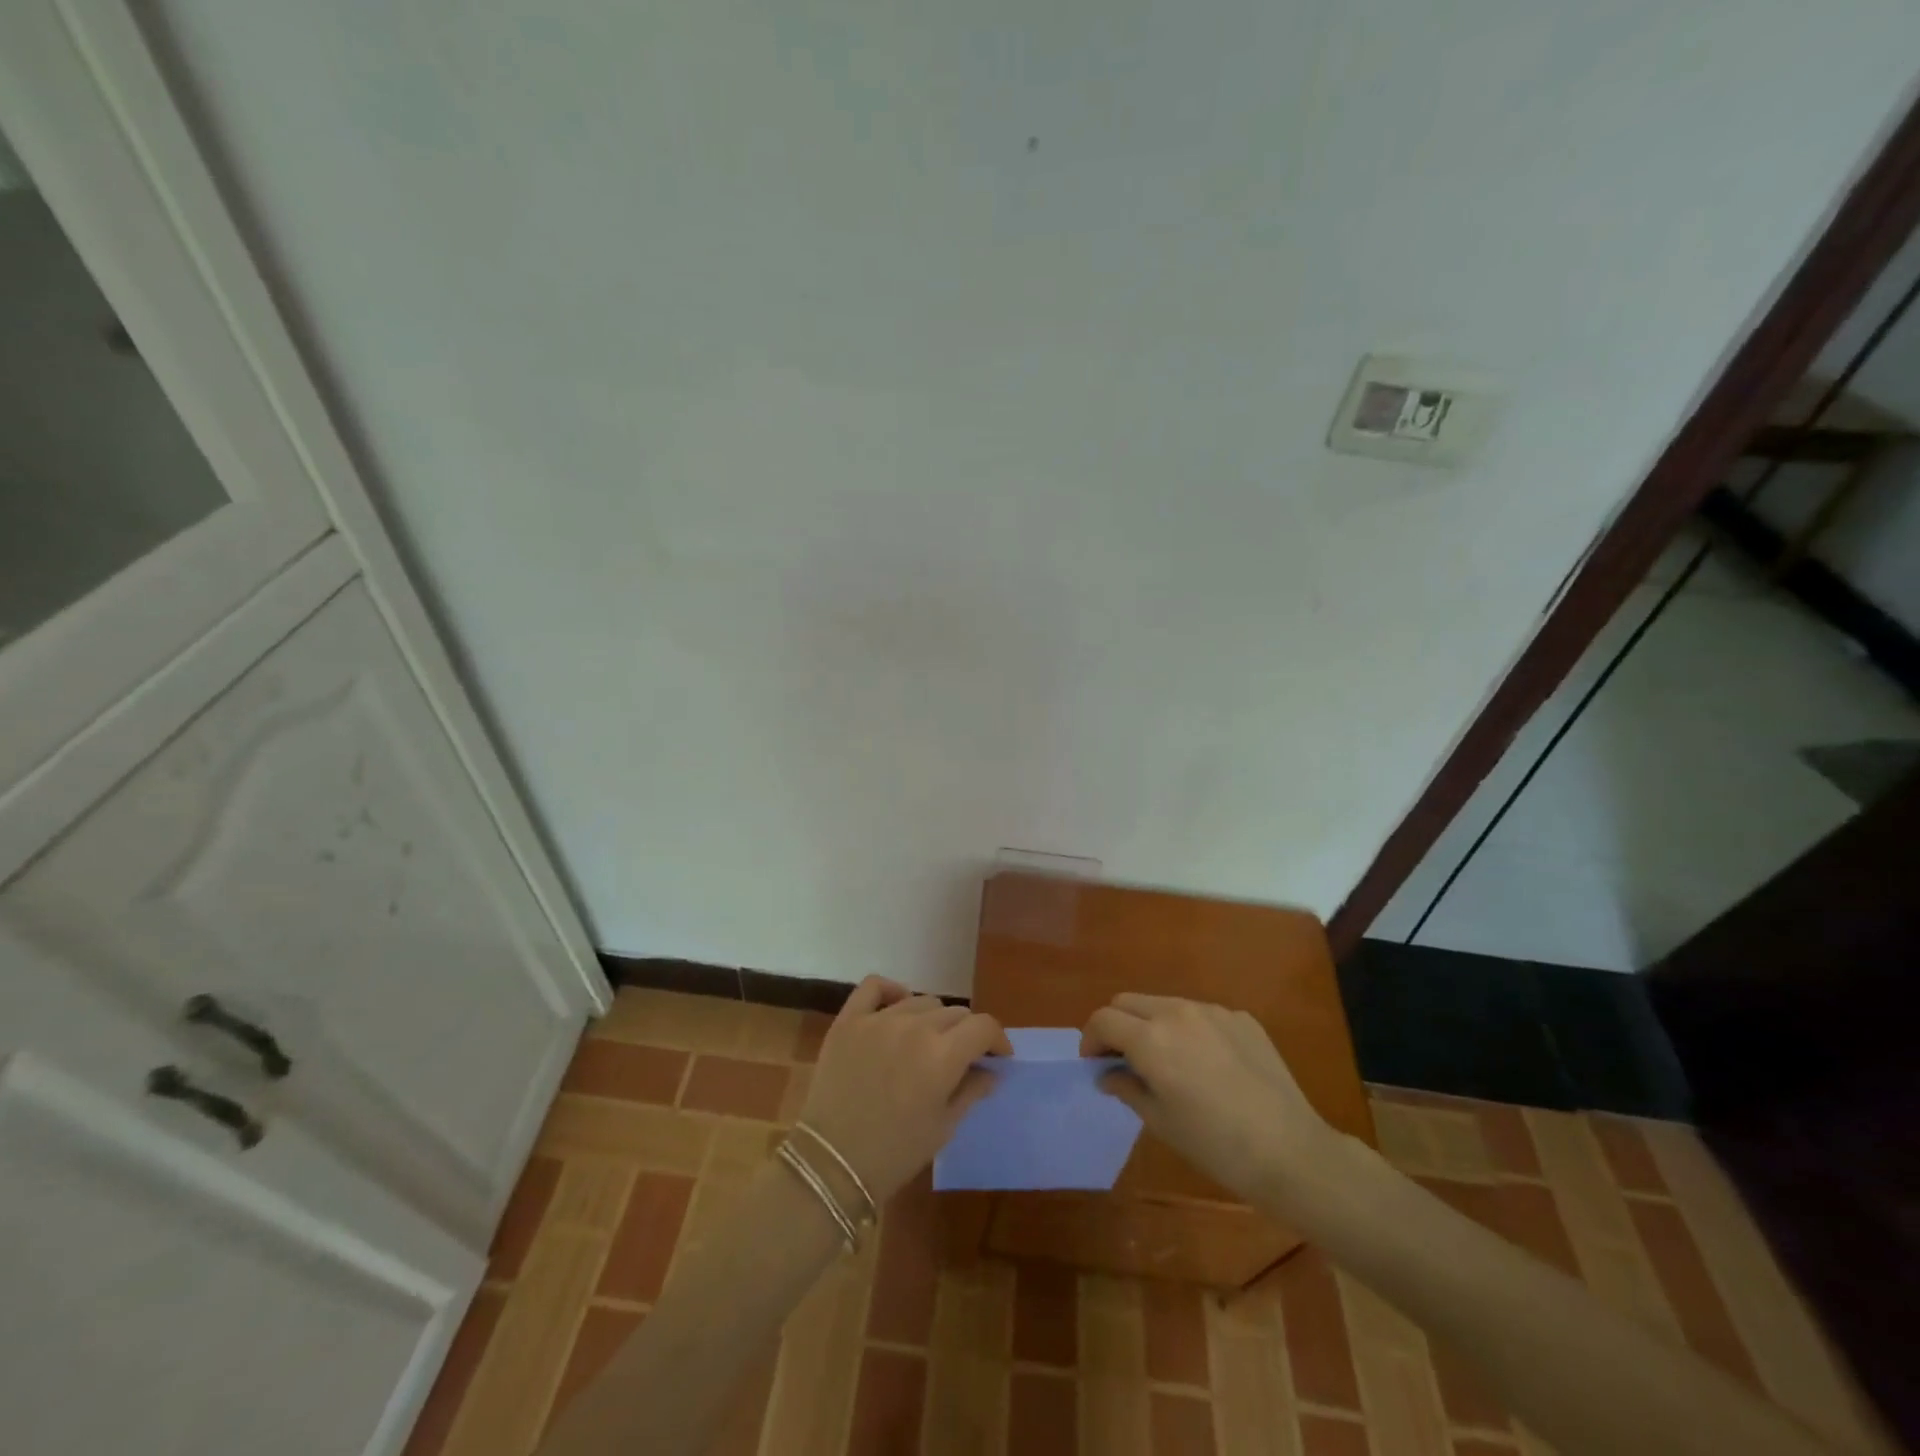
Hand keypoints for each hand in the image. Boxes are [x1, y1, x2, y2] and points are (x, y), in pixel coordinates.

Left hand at [800, 977, 1012, 1204]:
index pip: (984, 1026)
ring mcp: (879, 1019)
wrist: (831, 1164)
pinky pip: (875, 986)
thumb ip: (972, 1090)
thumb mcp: (944, 1127)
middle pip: (955, 1013)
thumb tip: (993, 1070)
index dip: (997, 1039)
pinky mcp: (849, 1020)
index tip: (997, 1057)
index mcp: (943, 1055)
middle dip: (965, 1034)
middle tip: (960, 1058)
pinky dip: (891, 990)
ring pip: (921, 1001)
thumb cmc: (895, 1153)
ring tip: (926, 1042)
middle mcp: (915, 1027)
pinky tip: (897, 1006)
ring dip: (932, 1019)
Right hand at [1081, 994, 1339, 1203]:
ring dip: (1152, 1024)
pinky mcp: (1241, 1018)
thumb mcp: (1160, 1122)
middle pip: (1128, 1002)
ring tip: (1167, 1061)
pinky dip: (1190, 1031)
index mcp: (1150, 1038)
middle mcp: (1177, 1012)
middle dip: (1117, 1025)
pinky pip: (1201, 1015)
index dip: (1091, 1040)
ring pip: (1165, 1004)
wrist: (1290, 1151)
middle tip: (1124, 1059)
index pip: (1103, 1019)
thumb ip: (1127, 1088)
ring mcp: (1212, 1011)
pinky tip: (1209, 1066)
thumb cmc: (1215, 1145)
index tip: (1096, 1063)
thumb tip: (1108, 1074)